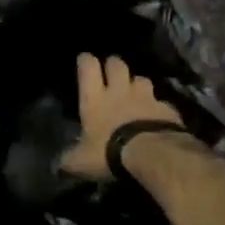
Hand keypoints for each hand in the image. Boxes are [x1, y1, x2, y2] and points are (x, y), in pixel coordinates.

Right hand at [59, 53, 185, 180]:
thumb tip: (58, 165)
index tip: (84, 59)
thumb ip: (69, 159)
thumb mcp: (81, 161)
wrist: (153, 155)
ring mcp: (146, 98)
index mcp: (95, 98)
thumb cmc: (109, 152)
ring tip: (136, 93)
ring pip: (142, 79)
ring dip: (137, 84)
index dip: (85, 61)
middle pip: (117, 64)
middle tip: (112, 72)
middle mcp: (120, 91)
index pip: (88, 67)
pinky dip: (159, 108)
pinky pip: (162, 102)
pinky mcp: (167, 109)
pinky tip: (158, 117)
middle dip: (113, 65)